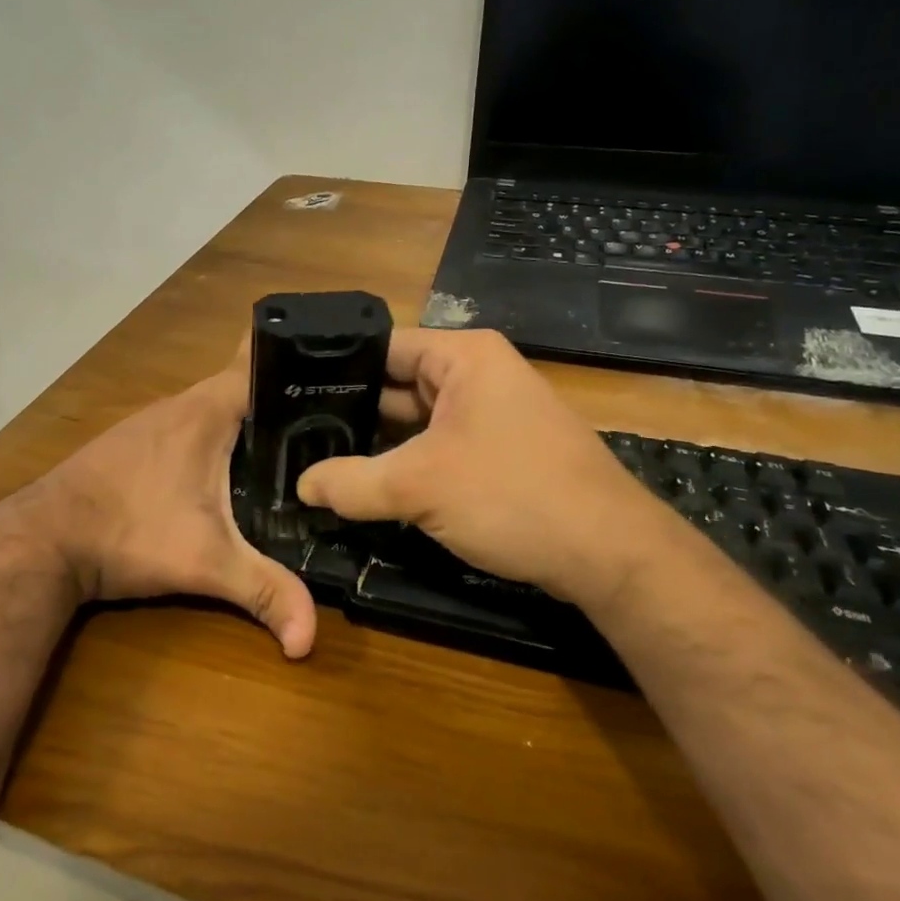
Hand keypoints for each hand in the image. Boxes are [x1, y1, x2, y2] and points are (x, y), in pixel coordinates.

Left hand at [28, 345, 316, 657]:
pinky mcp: (134, 444)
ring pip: (215, 411)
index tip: (334, 383)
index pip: (261, 363)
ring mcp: (152, 422)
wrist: (42, 541)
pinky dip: (215, 441)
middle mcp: (180, 405)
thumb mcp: (206, 563)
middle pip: (244, 389)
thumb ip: (265, 592)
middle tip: (329, 430)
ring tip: (292, 450)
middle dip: (283, 405)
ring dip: (247, 425)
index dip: (299, 368)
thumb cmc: (130, 533)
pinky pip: (190, 429)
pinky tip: (227, 473)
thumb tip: (309, 641)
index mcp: (207, 411)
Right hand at [296, 328, 680, 605]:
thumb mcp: (420, 486)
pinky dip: (406, 463)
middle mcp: (478, 375)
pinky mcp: (498, 451)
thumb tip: (301, 486)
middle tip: (293, 432)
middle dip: (352, 411)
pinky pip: (438, 446)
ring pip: (416, 421)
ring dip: (377, 444)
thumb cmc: (513, 495)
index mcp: (463, 357)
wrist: (610, 554)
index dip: (335, 367)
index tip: (289, 393)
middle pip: (397, 384)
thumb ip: (351, 483)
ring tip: (316, 457)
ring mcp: (491, 414)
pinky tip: (366, 484)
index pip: (382, 346)